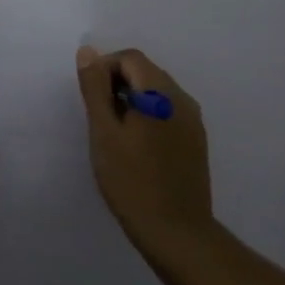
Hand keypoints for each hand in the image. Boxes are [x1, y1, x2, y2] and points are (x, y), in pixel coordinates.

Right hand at [76, 45, 214, 261]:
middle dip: (117, 83)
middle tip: (98, 116)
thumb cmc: (132, 181)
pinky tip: (135, 147)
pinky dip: (148, 116)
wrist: (177, 233)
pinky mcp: (196, 141)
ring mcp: (193, 121)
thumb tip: (88, 52)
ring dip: (132, 100)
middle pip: (146, 72)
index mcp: (160, 93)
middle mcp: (182, 99)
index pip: (130, 58)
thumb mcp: (104, 133)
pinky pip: (168, 112)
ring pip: (157, 93)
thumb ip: (95, 89)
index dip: (105, 68)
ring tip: (113, 133)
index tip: (90, 99)